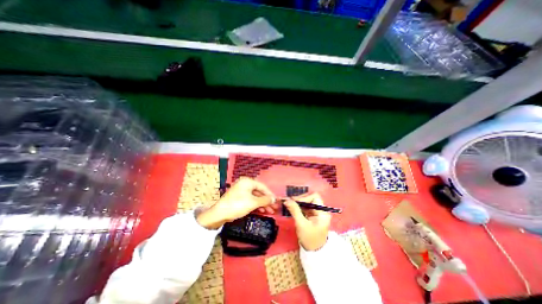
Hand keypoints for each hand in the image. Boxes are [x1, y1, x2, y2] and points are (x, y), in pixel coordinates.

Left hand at [197, 177, 279, 228]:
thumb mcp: (253, 202)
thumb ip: (265, 200)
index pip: (263, 186)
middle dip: (266, 200)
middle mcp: (245, 184)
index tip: (276, 201)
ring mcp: (241, 191)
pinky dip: (256, 205)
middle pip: (259, 192)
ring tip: (269, 211)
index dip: (270, 194)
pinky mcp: (239, 197)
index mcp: (248, 182)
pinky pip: (250, 199)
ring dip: (262, 204)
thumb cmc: (237, 205)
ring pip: (255, 197)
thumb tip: (274, 199)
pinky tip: (261, 210)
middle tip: (273, 208)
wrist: (219, 214)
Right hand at [284, 193, 330, 249]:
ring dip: (299, 202)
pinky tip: (293, 208)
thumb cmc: (309, 239)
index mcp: (323, 212)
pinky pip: (306, 207)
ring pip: (307, 202)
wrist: (313, 252)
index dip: (304, 197)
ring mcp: (317, 212)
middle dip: (300, 199)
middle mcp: (321, 210)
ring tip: (290, 204)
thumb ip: (294, 210)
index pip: (314, 197)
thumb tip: (286, 200)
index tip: (293, 201)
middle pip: (311, 198)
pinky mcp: (313, 215)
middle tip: (290, 202)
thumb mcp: (301, 224)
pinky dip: (299, 206)